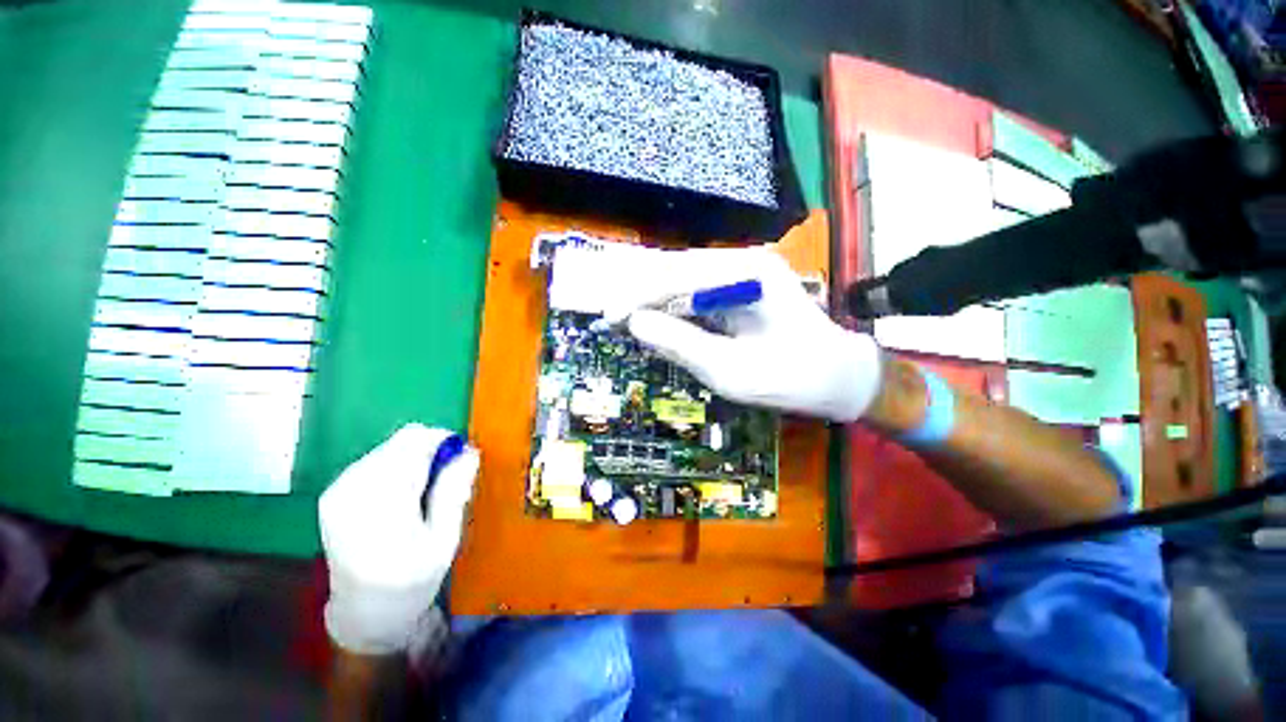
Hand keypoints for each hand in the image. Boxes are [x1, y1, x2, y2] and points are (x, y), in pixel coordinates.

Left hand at [318, 424, 478, 654]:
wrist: (363, 611)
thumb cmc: (412, 580)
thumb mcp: (444, 540)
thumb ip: (453, 491)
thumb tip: (469, 451)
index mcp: (382, 505)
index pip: (415, 443)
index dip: (444, 442)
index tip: (460, 459)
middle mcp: (353, 489)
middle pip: (402, 440)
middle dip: (431, 451)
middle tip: (445, 479)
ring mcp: (338, 489)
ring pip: (391, 446)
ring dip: (415, 459)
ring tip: (423, 492)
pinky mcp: (333, 492)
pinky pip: (376, 458)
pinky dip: (397, 467)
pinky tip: (402, 495)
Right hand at [627, 248, 882, 421]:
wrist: (839, 376)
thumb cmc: (791, 379)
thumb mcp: (730, 370)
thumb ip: (681, 344)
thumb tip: (636, 324)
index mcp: (748, 275)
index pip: (678, 277)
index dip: (639, 296)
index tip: (610, 317)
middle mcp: (745, 261)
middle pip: (677, 269)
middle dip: (641, 293)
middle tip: (612, 316)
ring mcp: (745, 270)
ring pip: (684, 277)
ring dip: (654, 298)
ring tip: (627, 317)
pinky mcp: (743, 284)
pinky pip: (697, 289)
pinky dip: (673, 304)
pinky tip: (657, 317)